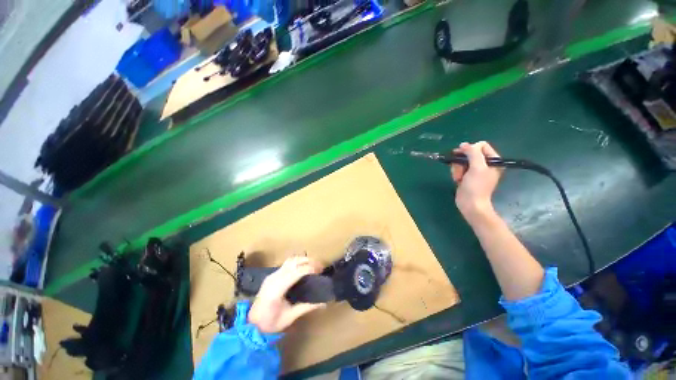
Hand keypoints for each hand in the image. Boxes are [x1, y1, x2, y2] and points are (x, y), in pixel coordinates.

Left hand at [248, 256, 326, 333]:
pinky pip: (287, 264)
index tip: (320, 271)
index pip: (296, 272)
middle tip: (320, 267)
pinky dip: (297, 262)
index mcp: (277, 289)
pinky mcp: (272, 275)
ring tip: (313, 265)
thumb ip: (307, 307)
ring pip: (290, 260)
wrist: (251, 325)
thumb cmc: (270, 323)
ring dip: (303, 260)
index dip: (310, 268)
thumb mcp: (290, 317)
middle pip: (294, 262)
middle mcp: (274, 278)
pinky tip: (303, 268)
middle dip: (309, 261)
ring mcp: (272, 275)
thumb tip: (324, 302)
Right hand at [450, 141, 502, 222]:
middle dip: (462, 161)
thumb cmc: (476, 186)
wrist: (470, 204)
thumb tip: (463, 144)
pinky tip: (457, 180)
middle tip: (460, 169)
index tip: (462, 155)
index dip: (470, 148)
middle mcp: (485, 164)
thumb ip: (472, 153)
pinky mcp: (467, 176)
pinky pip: (459, 168)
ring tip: (458, 177)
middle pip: (469, 153)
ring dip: (457, 168)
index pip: (481, 145)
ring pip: (462, 161)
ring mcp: (475, 170)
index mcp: (493, 160)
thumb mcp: (477, 168)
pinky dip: (456, 173)